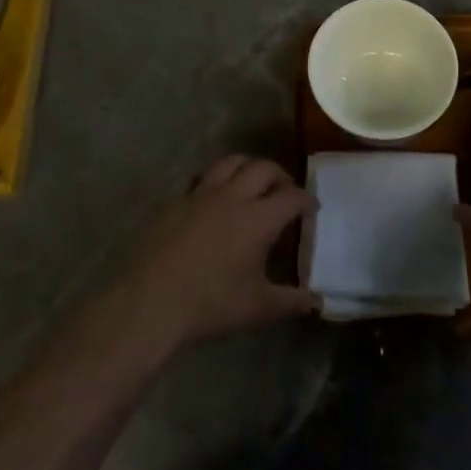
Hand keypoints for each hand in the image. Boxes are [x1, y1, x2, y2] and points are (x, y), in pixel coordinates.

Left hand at [113, 156, 317, 355]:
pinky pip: (201, 178)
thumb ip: (292, 301)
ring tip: (252, 182)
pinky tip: (214, 198)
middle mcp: (233, 196)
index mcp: (259, 218)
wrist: (151, 300)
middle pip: (264, 168)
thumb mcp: (258, 307)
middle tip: (285, 191)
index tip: (312, 208)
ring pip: (231, 162)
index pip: (292, 196)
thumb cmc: (211, 303)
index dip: (306, 199)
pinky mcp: (177, 200)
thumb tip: (318, 302)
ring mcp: (202, 194)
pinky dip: (215, 181)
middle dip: (280, 176)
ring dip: (248, 167)